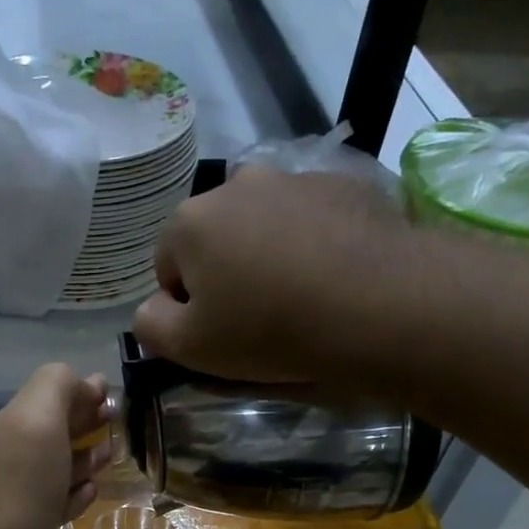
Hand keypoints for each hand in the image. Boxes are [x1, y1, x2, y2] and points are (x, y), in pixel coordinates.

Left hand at [0, 364, 111, 528]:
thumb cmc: (13, 485)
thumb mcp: (37, 419)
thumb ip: (58, 387)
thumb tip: (83, 380)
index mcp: (22, 421)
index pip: (55, 394)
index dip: (84, 391)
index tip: (115, 395)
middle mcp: (17, 452)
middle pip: (55, 429)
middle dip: (86, 421)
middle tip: (119, 423)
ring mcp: (17, 494)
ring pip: (56, 467)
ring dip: (84, 458)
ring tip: (111, 455)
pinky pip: (53, 505)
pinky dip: (74, 495)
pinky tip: (89, 493)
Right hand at [133, 165, 406, 383]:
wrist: (379, 306)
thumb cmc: (269, 330)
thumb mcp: (189, 349)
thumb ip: (150, 326)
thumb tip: (154, 309)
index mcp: (191, 221)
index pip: (166, 265)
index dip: (186, 304)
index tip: (217, 332)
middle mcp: (238, 184)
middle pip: (216, 238)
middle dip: (226, 273)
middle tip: (256, 317)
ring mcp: (296, 179)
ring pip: (265, 225)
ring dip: (269, 255)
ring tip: (300, 298)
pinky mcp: (347, 186)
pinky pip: (313, 220)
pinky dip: (314, 244)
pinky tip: (333, 279)